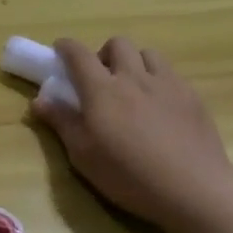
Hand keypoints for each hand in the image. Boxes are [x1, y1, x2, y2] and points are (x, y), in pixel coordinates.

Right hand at [31, 36, 232, 232]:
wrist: (193, 188)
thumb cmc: (128, 174)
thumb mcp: (83, 154)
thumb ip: (61, 122)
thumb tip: (39, 100)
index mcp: (101, 89)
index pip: (78, 54)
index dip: (66, 47)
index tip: (59, 51)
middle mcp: (134, 77)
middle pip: (117, 44)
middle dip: (104, 54)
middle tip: (101, 79)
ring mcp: (167, 85)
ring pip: (148, 54)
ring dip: (135, 63)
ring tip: (133, 88)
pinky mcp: (193, 97)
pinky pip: (171, 74)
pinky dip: (159, 80)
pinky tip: (160, 107)